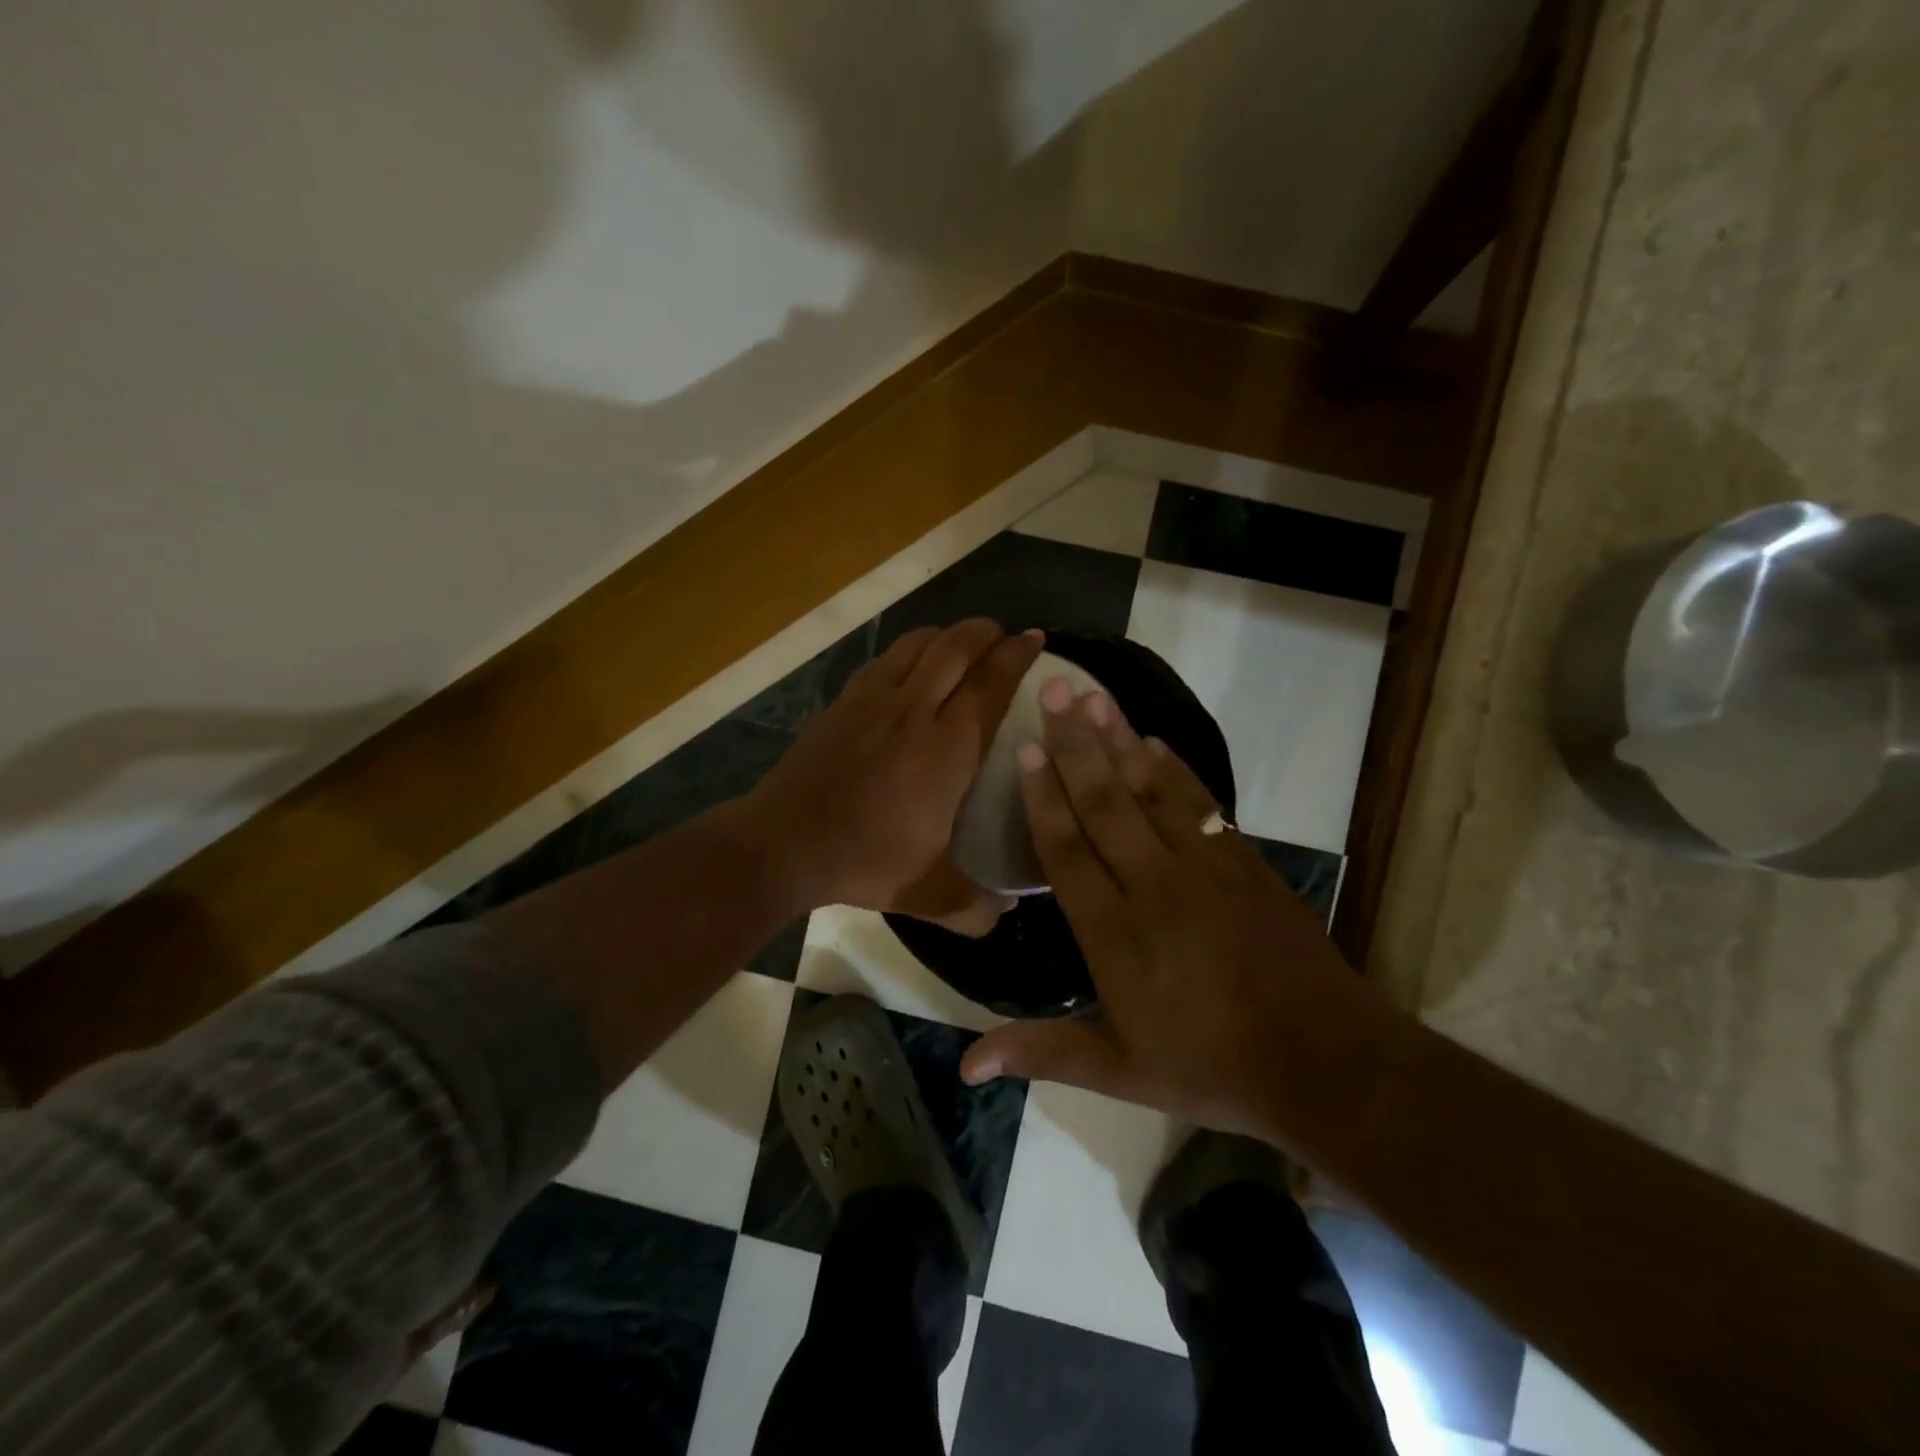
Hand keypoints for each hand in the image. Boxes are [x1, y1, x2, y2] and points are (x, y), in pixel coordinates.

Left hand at [744, 619, 1043, 922]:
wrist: (783, 843)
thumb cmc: (863, 861)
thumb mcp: (926, 894)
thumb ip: (973, 907)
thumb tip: (1004, 914)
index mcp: (945, 750)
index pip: (990, 685)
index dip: (1017, 657)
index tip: (1035, 640)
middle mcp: (913, 711)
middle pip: (956, 648)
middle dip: (986, 632)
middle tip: (1004, 635)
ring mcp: (873, 701)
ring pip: (918, 645)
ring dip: (947, 635)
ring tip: (963, 642)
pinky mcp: (843, 702)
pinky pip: (885, 660)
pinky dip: (909, 651)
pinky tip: (911, 666)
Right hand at [959, 680, 1375, 1139]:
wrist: (1323, 1061)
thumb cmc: (1210, 1067)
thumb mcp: (1118, 1072)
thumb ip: (1042, 1052)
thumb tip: (967, 1065)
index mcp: (1114, 933)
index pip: (1067, 851)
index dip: (1043, 798)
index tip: (1024, 750)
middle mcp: (1152, 885)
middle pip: (1104, 803)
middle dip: (1075, 745)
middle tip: (1053, 691)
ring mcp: (1203, 866)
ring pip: (1150, 791)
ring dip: (1119, 741)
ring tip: (1094, 696)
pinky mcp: (1242, 861)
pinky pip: (1199, 802)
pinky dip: (1174, 768)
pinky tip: (1153, 741)